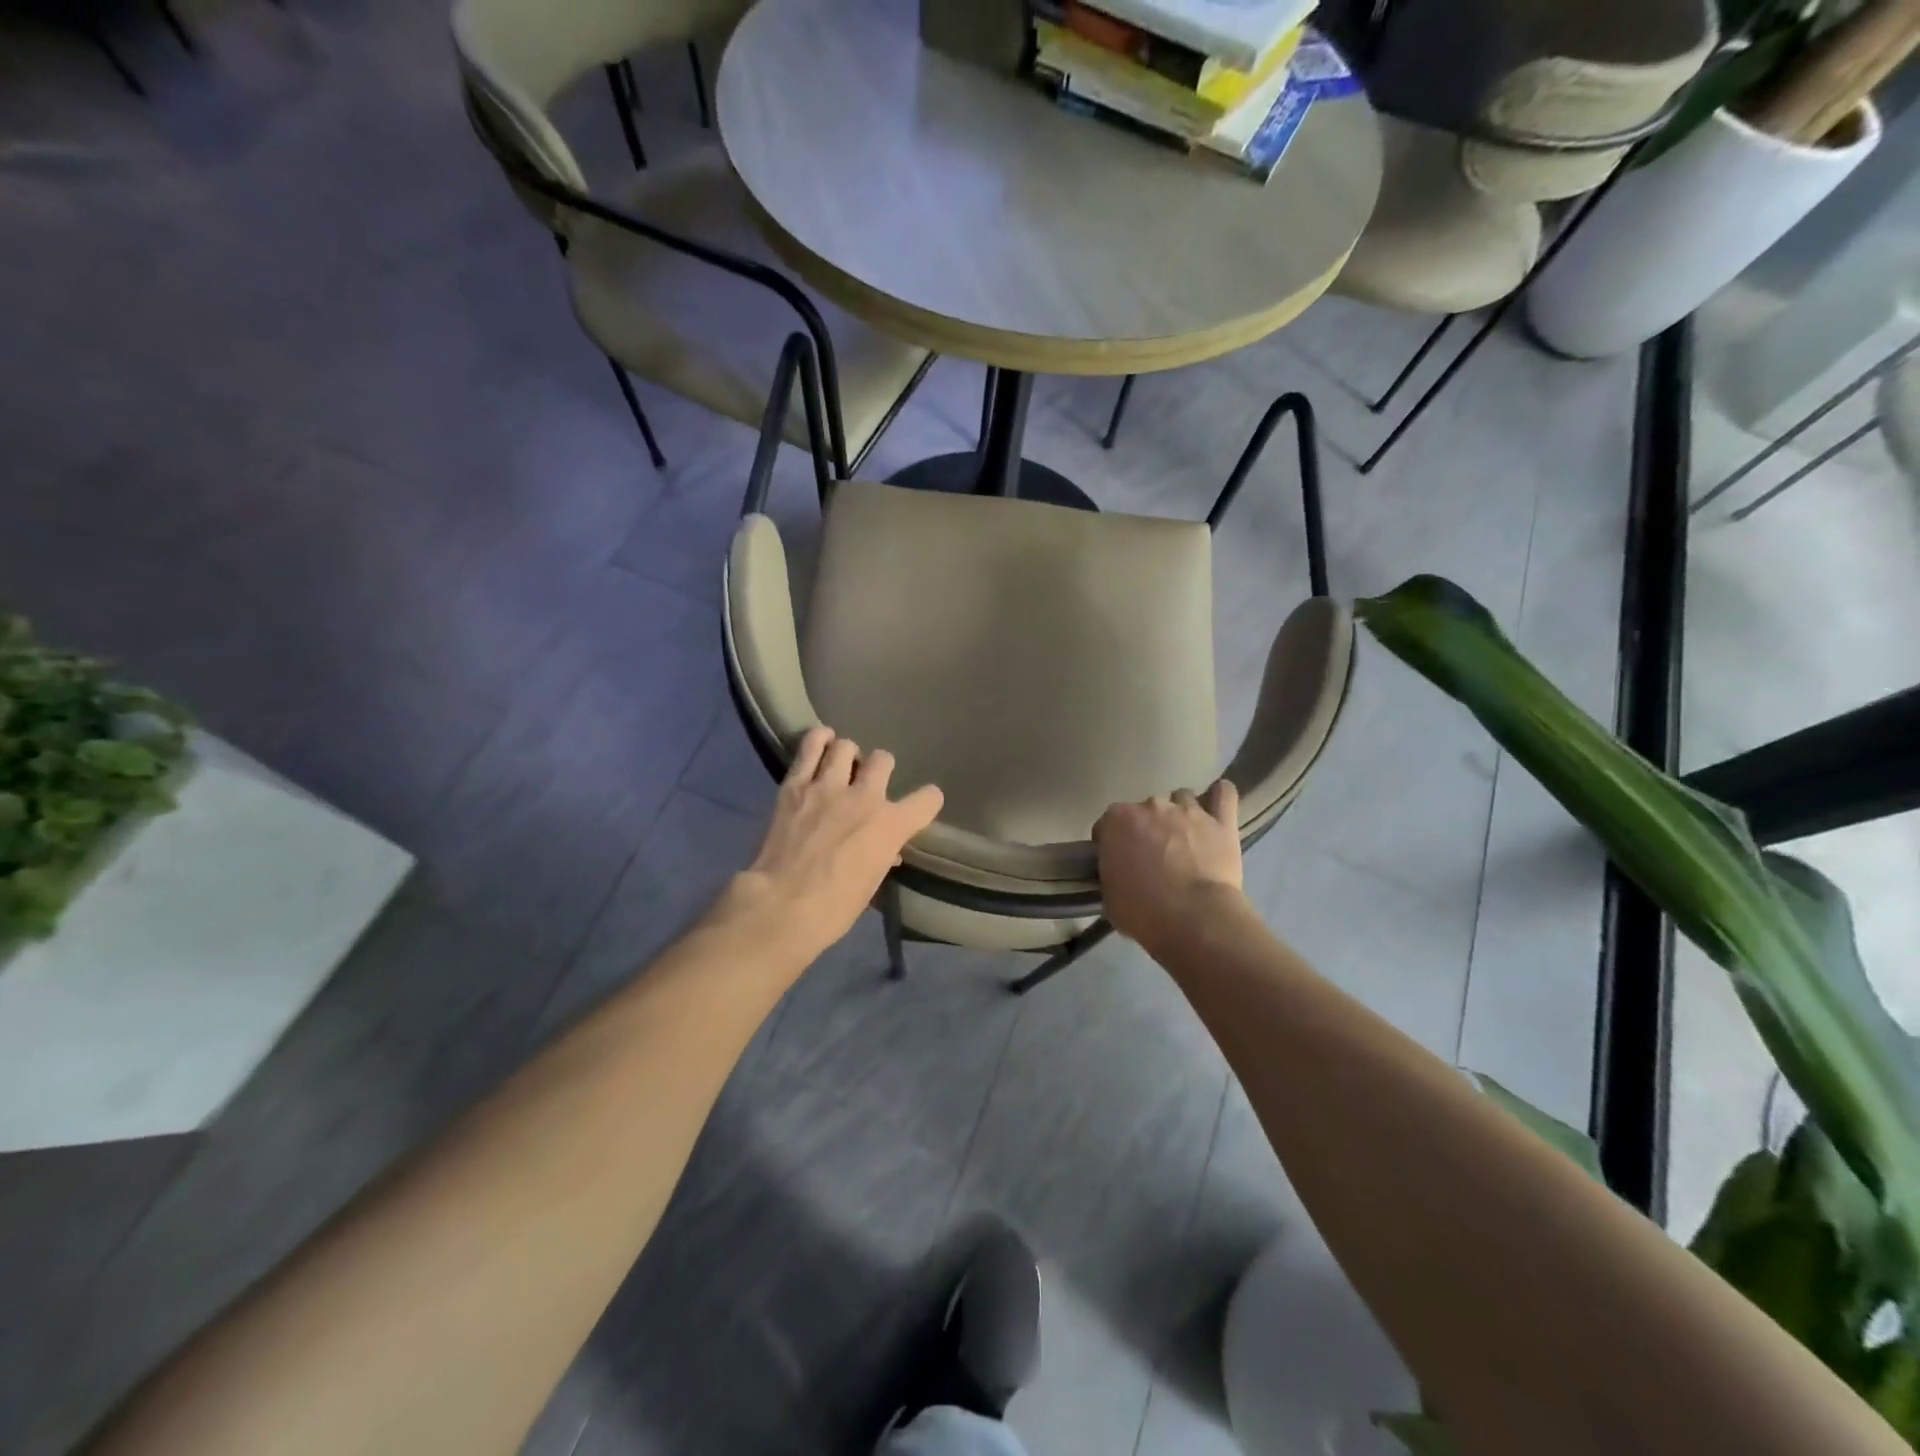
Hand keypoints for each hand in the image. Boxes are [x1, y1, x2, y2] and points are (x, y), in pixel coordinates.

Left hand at [728, 726, 942, 961]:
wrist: (781, 905)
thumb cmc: (833, 908)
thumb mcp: (870, 884)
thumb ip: (882, 856)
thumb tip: (886, 851)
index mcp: (891, 825)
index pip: (928, 798)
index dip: (927, 800)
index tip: (921, 805)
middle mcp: (865, 796)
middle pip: (883, 760)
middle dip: (880, 768)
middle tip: (868, 782)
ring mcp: (828, 786)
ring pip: (847, 747)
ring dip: (848, 754)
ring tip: (840, 765)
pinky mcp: (795, 784)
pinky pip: (810, 747)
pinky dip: (818, 740)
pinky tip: (820, 742)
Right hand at [1094, 781, 1246, 956]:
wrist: (1193, 919)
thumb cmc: (1143, 912)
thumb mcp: (1110, 897)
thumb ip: (1111, 873)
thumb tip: (1118, 872)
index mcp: (1117, 821)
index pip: (1107, 824)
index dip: (1112, 843)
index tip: (1118, 861)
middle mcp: (1151, 806)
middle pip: (1145, 810)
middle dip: (1148, 828)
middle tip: (1153, 856)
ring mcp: (1188, 810)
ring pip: (1181, 798)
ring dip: (1180, 815)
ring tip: (1185, 838)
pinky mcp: (1221, 821)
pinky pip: (1224, 794)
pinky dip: (1220, 796)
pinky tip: (1217, 805)